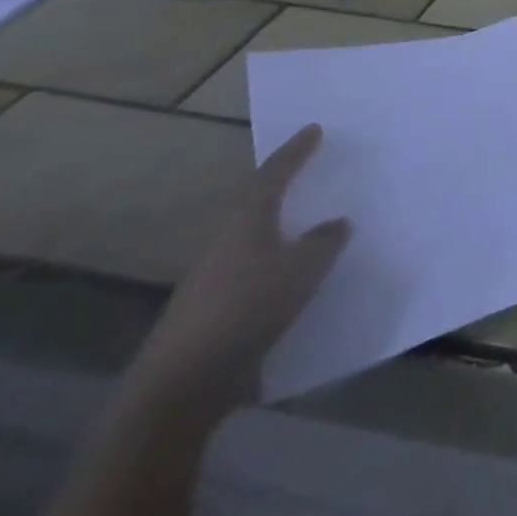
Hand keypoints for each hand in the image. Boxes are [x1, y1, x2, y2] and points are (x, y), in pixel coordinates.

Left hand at [129, 124, 349, 421]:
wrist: (182, 386)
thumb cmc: (247, 309)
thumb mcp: (303, 268)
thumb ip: (324, 241)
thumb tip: (335, 224)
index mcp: (246, 222)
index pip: (273, 175)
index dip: (295, 151)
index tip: (314, 129)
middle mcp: (227, 242)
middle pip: (257, 203)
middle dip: (283, 184)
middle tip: (311, 167)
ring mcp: (215, 278)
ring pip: (255, 237)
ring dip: (282, 224)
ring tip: (312, 218)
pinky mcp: (215, 309)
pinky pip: (256, 269)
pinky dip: (279, 260)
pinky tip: (298, 272)